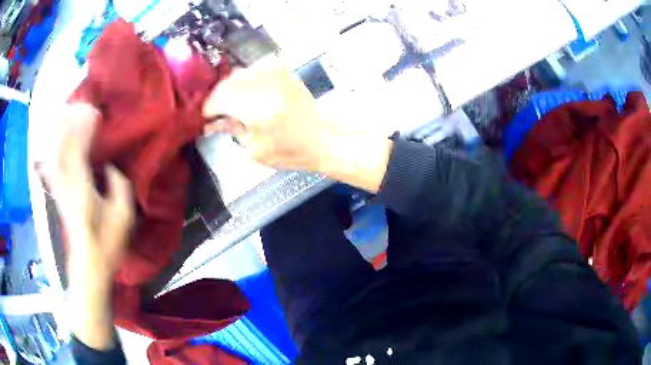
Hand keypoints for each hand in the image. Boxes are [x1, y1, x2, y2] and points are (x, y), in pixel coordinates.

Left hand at [50, 103, 133, 349]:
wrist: (88, 264)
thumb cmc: (107, 244)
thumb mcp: (123, 218)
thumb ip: (120, 188)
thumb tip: (112, 167)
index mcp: (82, 190)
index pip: (78, 150)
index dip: (83, 129)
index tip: (94, 112)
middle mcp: (66, 186)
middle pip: (61, 148)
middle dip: (68, 123)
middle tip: (78, 105)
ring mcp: (60, 190)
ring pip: (54, 154)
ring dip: (58, 132)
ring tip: (65, 113)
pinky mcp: (58, 194)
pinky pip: (51, 166)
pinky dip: (51, 149)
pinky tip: (53, 138)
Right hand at [203, 55, 392, 191]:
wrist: (323, 137)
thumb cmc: (290, 151)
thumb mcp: (255, 149)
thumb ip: (231, 130)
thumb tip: (211, 122)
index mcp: (257, 108)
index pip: (218, 99)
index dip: (207, 109)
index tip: (205, 118)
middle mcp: (265, 84)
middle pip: (225, 83)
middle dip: (217, 98)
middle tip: (217, 113)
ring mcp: (275, 73)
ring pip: (238, 73)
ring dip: (230, 88)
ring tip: (231, 105)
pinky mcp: (283, 70)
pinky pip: (254, 69)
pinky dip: (245, 80)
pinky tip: (246, 93)